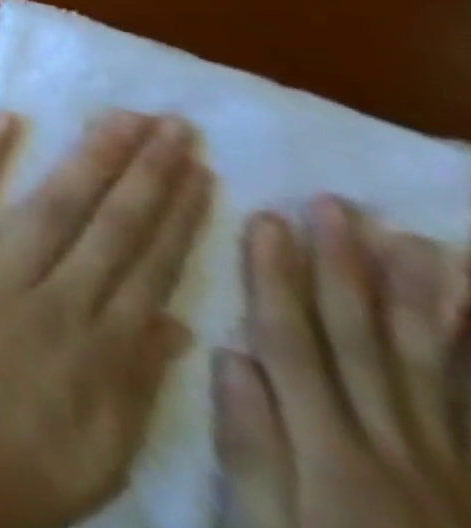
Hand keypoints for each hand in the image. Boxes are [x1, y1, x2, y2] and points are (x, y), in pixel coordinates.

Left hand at [0, 109, 213, 527]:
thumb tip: (177, 321)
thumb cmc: (12, 468)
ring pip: (51, 207)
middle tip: (171, 124)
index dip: (173, 217)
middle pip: (109, 228)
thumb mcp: (101, 447)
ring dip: (89, 160)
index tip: (196, 172)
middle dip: (144, 174)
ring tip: (120, 119)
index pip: (148, 267)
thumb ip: (138, 382)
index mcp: (100, 351)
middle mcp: (53, 303)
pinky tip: (6, 119)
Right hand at [216, 200, 470, 527]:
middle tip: (336, 206)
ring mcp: (450, 469)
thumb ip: (251, 448)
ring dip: (418, 303)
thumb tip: (228, 355)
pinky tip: (467, 319)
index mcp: (330, 455)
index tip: (265, 218)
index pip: (293, 344)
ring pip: (430, 370)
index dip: (275, 278)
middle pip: (363, 345)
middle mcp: (394, 450)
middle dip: (344, 271)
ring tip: (415, 244)